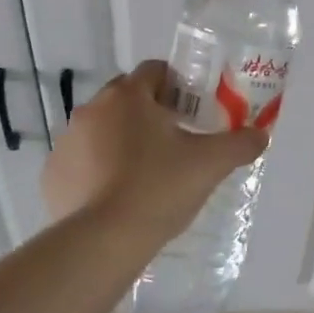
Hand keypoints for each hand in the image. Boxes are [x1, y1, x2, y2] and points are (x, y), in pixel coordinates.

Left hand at [42, 61, 269, 238]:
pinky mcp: (52, 173)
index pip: (154, 70)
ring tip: (145, 172)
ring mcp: (67, 141)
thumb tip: (261, 135)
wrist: (103, 241)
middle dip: (148, 110)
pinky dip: (96, 168)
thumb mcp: (209, 165)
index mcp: (129, 96)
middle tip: (174, 139)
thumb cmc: (159, 189)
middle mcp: (92, 109)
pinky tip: (115, 195)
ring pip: (101, 128)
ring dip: (121, 139)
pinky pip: (80, 160)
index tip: (192, 109)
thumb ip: (240, 144)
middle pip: (126, 97)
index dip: (177, 84)